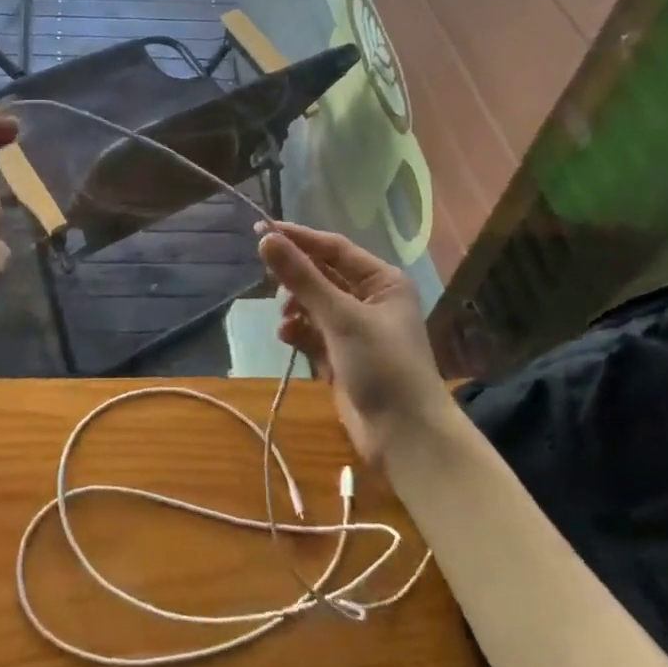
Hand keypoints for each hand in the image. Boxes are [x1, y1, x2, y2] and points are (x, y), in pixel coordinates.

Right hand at [256, 221, 448, 461]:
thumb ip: (302, 278)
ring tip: (285, 319)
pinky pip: (313, 332)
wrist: (406, 437)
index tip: (261, 229)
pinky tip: (287, 337)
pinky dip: (298, 332)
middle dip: (296, 279)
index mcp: (382, 281)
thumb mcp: (341, 317)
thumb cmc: (382, 365)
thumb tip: (266, 239)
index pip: (333, 248)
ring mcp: (356, 330)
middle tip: (271, 282)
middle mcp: (370, 300)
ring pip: (314, 304)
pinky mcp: (342, 357)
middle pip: (322, 275)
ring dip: (295, 308)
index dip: (298, 238)